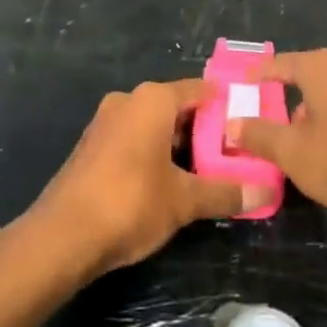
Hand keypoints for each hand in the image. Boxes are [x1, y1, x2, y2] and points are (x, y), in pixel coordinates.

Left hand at [31, 79, 259, 278]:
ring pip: (154, 126)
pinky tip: (169, 183)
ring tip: (207, 173)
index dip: (227, 106)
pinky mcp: (92, 146)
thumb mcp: (184, 201)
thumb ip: (225, 193)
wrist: (61, 236)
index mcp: (152, 100)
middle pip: (177, 108)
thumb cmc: (129, 203)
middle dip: (204, 131)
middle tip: (233, 155)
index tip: (249, 124)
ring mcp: (105, 122)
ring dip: (179, 146)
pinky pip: (134, 140)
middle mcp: (128, 100)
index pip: (200, 90)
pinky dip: (154, 154)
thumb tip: (265, 193)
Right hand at [228, 49, 326, 217]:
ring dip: (313, 112)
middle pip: (307, 77)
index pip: (280, 63)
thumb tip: (232, 124)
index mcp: (320, 67)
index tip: (242, 84)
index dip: (258, 75)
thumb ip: (258, 135)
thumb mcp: (291, 150)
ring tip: (297, 139)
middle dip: (287, 96)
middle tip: (268, 116)